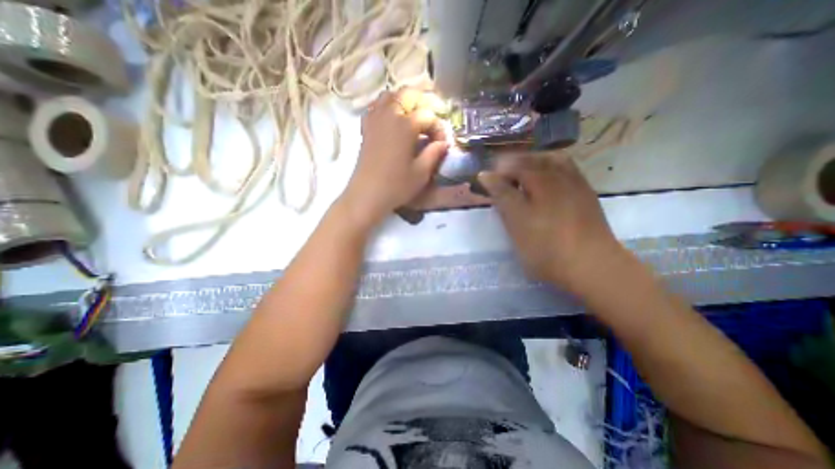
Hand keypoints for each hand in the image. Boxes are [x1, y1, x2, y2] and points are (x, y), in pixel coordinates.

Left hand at [341, 86, 450, 227]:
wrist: (367, 195)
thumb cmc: (396, 186)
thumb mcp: (421, 173)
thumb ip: (434, 153)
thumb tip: (444, 143)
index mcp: (405, 126)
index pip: (428, 116)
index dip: (438, 128)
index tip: (442, 144)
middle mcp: (389, 116)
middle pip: (408, 94)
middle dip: (425, 102)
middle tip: (433, 119)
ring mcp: (375, 120)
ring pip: (390, 96)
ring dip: (405, 101)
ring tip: (415, 116)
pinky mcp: (366, 128)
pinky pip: (376, 107)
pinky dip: (387, 106)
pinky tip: (393, 119)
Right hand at [476, 152, 625, 292]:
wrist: (592, 265)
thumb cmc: (546, 246)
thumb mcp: (516, 221)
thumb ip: (501, 194)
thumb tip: (485, 175)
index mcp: (540, 180)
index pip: (512, 166)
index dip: (496, 172)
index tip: (485, 182)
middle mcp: (559, 174)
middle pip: (532, 159)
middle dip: (513, 163)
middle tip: (500, 178)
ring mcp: (575, 183)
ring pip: (552, 160)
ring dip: (533, 162)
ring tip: (521, 174)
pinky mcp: (585, 194)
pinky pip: (566, 169)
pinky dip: (551, 168)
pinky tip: (546, 181)